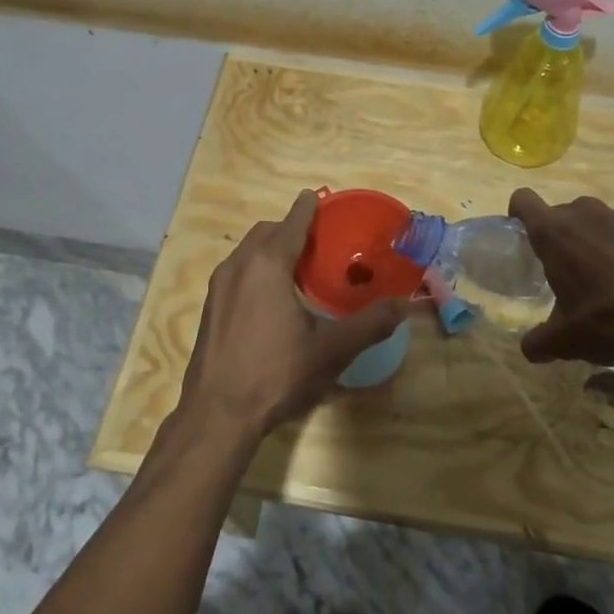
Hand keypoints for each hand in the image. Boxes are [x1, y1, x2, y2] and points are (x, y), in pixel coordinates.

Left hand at [178, 190, 410, 440]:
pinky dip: (256, 269)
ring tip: (297, 269)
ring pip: (248, 251)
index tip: (319, 198)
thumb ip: (369, 323)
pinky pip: (237, 272)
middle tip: (318, 242)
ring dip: (271, 249)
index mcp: (268, 264)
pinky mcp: (210, 308)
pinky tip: (272, 300)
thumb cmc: (276, 373)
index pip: (292, 222)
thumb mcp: (331, 350)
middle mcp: (239, 265)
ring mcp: (219, 286)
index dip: (308, 209)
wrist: (216, 414)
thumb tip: (403, 304)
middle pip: (267, 232)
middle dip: (290, 229)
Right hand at [508, 189, 613, 377]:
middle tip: (578, 272)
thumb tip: (529, 349)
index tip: (526, 233)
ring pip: (606, 220)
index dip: (520, 213)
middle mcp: (587, 213)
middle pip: (567, 214)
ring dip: (606, 240)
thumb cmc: (609, 320)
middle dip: (569, 237)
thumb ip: (540, 342)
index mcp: (555, 233)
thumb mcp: (566, 341)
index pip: (524, 201)